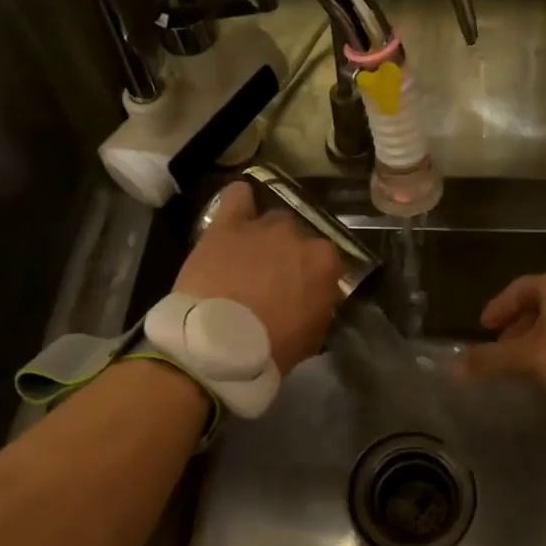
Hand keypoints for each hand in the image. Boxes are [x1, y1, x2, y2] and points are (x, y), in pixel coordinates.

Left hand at [174, 181, 342, 372]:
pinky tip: (239, 210)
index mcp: (325, 262)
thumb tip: (316, 299)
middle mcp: (298, 235)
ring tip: (250, 255)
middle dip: (289, 254)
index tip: (305, 291)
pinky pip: (238, 196)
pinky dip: (241, 201)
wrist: (218, 344)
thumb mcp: (312, 336)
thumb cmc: (271, 348)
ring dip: (265, 235)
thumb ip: (320, 308)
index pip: (328, 260)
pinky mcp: (227, 225)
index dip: (315, 276)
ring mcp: (262, 227)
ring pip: (272, 219)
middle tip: (274, 278)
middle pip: (299, 236)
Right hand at [461, 271, 545, 400]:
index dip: (499, 307)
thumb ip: (491, 359)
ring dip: (537, 337)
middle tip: (503, 347)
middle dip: (517, 325)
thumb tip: (454, 366)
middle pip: (539, 303)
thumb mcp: (527, 356)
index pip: (518, 289)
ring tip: (525, 361)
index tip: (485, 327)